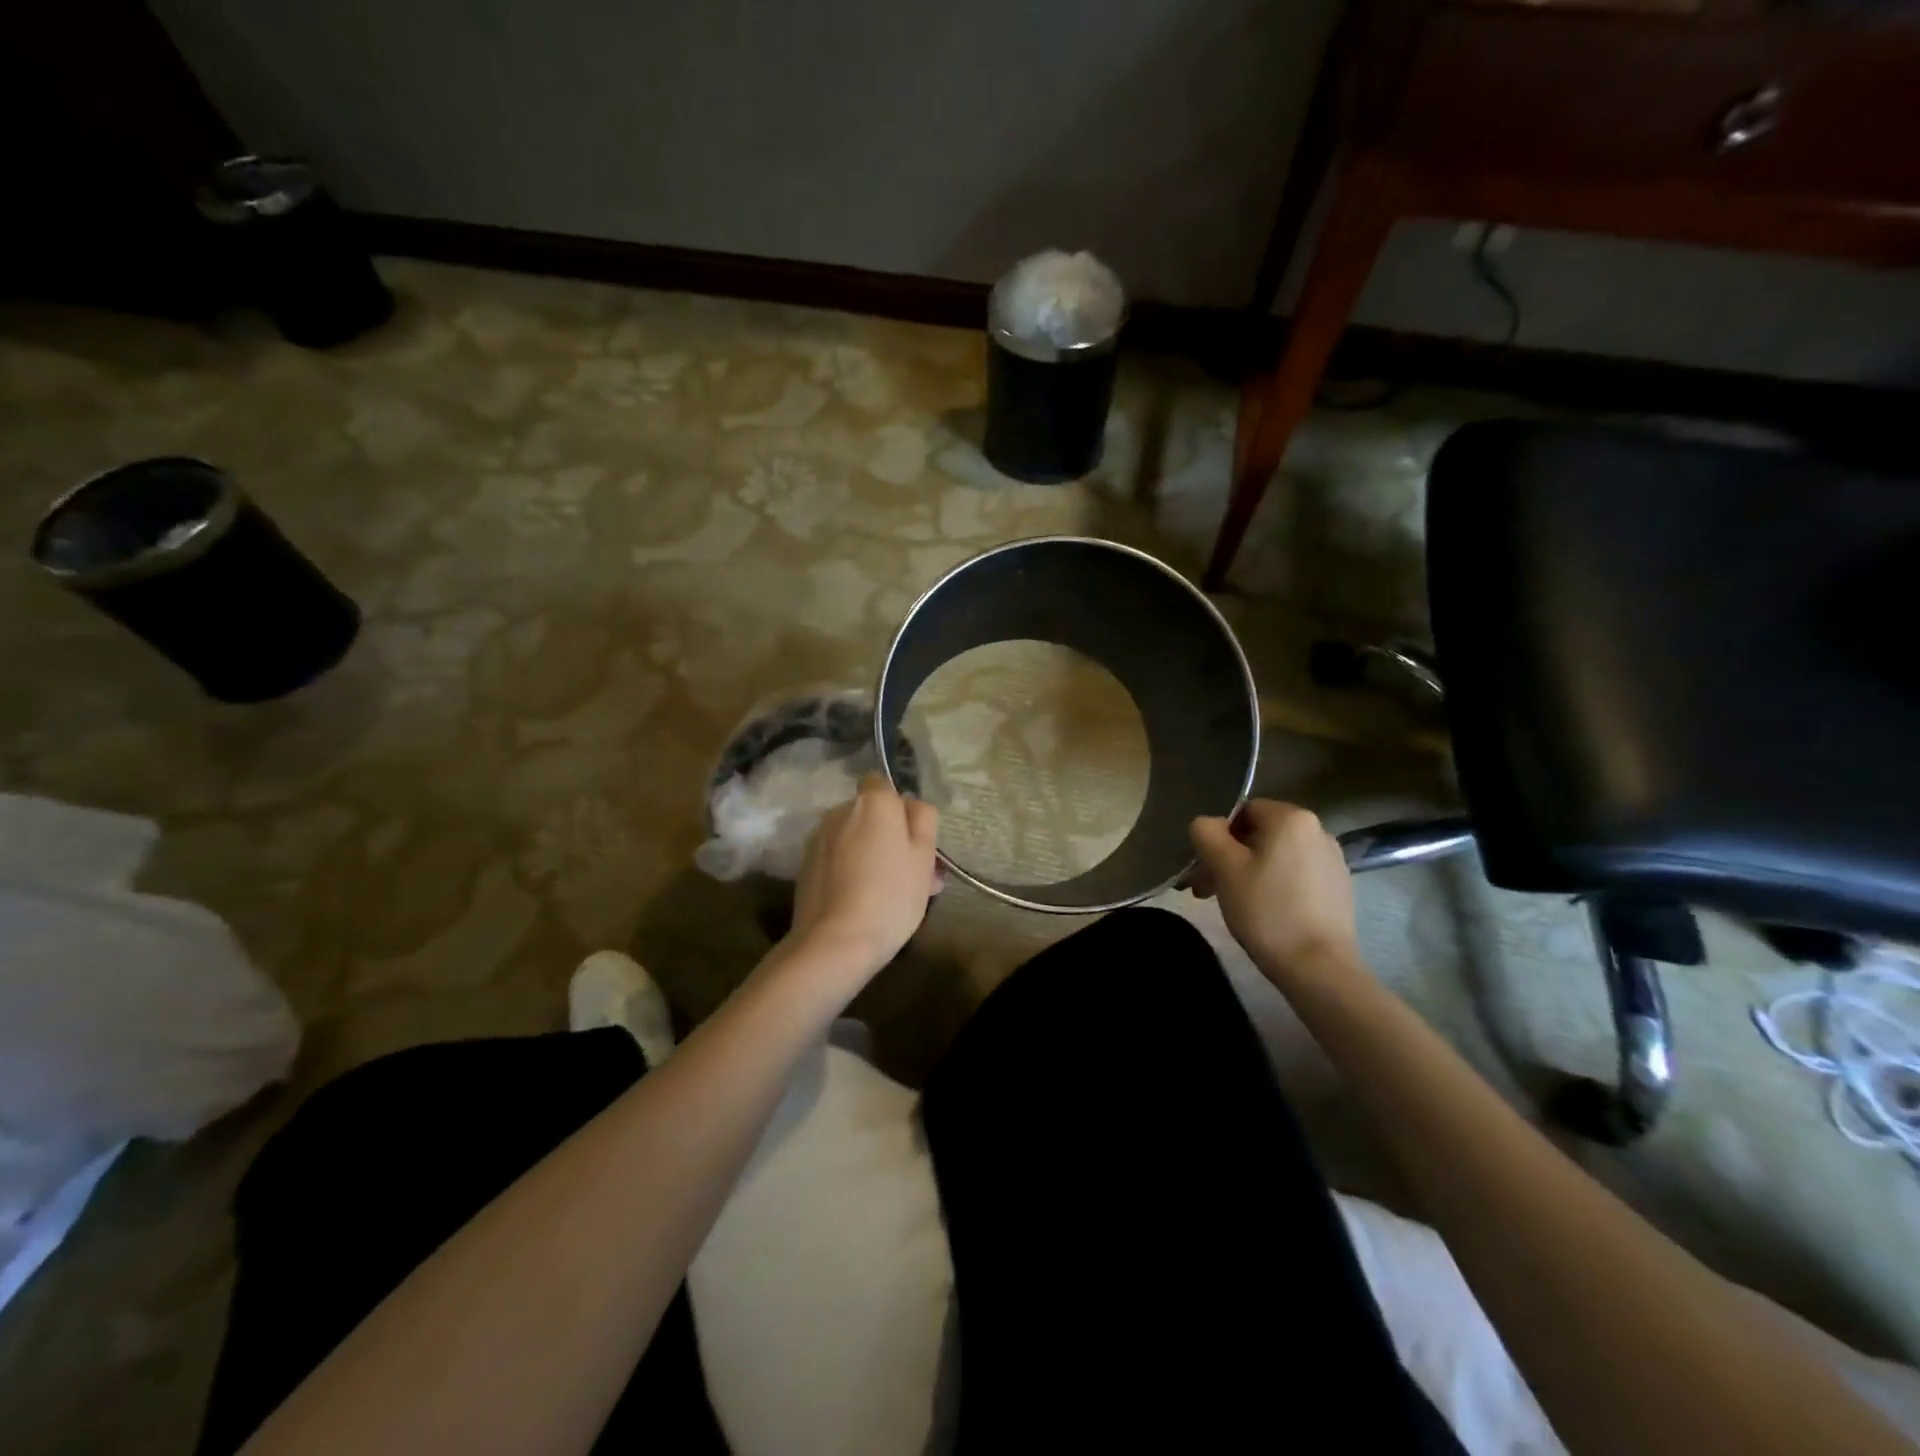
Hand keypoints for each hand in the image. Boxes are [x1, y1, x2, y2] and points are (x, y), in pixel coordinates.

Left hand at [790, 775, 940, 978]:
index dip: (899, 808)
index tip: (913, 837)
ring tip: (891, 893)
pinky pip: (837, 857)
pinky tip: (863, 900)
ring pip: (853, 837)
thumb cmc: (890, 895)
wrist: (834, 942)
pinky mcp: (805, 865)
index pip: (883, 784)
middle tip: (913, 874)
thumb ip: (923, 819)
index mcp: (873, 802)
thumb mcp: (924, 856)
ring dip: (870, 854)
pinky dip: (850, 869)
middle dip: (889, 835)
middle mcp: (840, 811)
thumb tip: (910, 805)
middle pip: (870, 814)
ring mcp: (818, 838)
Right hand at [1189, 800, 1362, 990]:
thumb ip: (1207, 833)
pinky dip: (1275, 886)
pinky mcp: (1339, 888)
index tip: (1204, 867)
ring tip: (1232, 904)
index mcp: (1291, 817)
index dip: (1218, 836)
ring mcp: (1332, 860)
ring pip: (1276, 856)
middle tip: (1207, 889)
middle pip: (1260, 835)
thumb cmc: (1266, 910)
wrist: (1318, 966)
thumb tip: (1207, 824)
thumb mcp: (1224, 867)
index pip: (1243, 811)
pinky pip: (1296, 875)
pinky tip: (1264, 913)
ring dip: (1248, 873)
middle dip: (1229, 857)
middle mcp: (1318, 830)